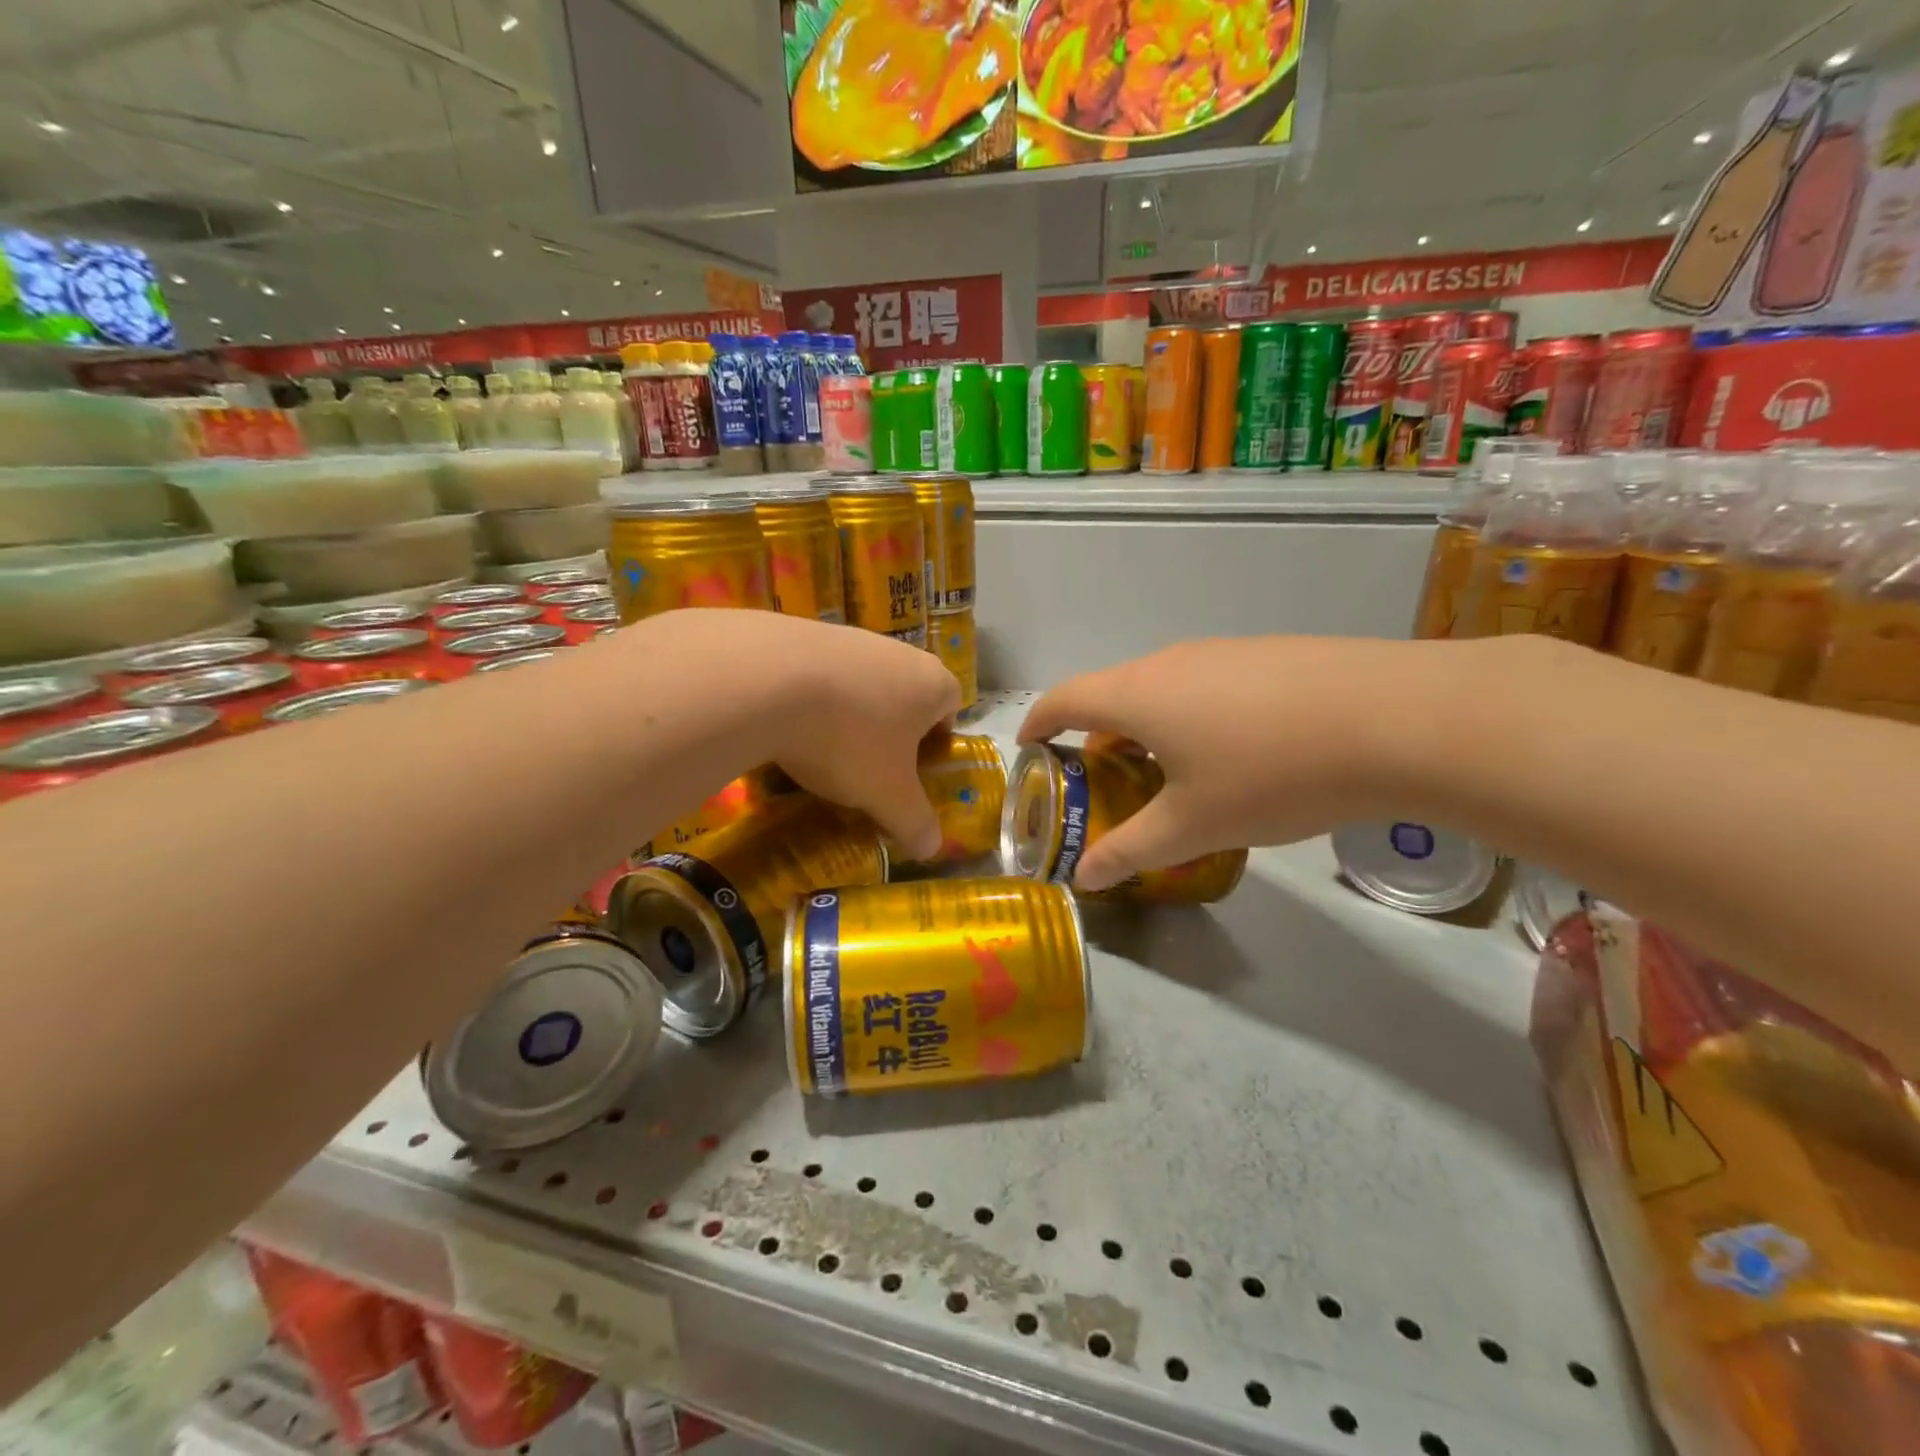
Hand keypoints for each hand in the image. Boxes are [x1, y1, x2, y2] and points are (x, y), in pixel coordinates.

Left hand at [746, 614, 959, 860]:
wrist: (768, 682)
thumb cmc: (850, 740)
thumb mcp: (888, 796)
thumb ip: (914, 822)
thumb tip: (931, 849)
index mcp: (932, 683)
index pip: (950, 707)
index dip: (936, 740)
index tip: (912, 770)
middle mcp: (898, 652)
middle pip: (904, 694)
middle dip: (890, 730)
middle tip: (869, 767)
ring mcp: (850, 637)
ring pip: (861, 684)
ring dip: (849, 715)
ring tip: (821, 750)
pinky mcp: (804, 632)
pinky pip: (819, 674)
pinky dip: (811, 700)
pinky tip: (787, 726)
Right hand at [1018, 636, 1481, 890]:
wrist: (1396, 719)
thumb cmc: (1271, 773)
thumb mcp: (1194, 825)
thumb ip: (1131, 850)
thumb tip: (1086, 878)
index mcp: (1137, 695)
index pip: (1064, 699)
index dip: (1037, 723)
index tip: (1028, 748)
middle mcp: (1170, 662)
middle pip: (1112, 694)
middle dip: (1096, 739)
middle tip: (1102, 785)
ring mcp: (1223, 653)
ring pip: (1162, 690)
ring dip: (1147, 729)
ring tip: (1167, 776)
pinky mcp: (1269, 655)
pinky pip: (1206, 686)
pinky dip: (1192, 718)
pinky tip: (1234, 755)